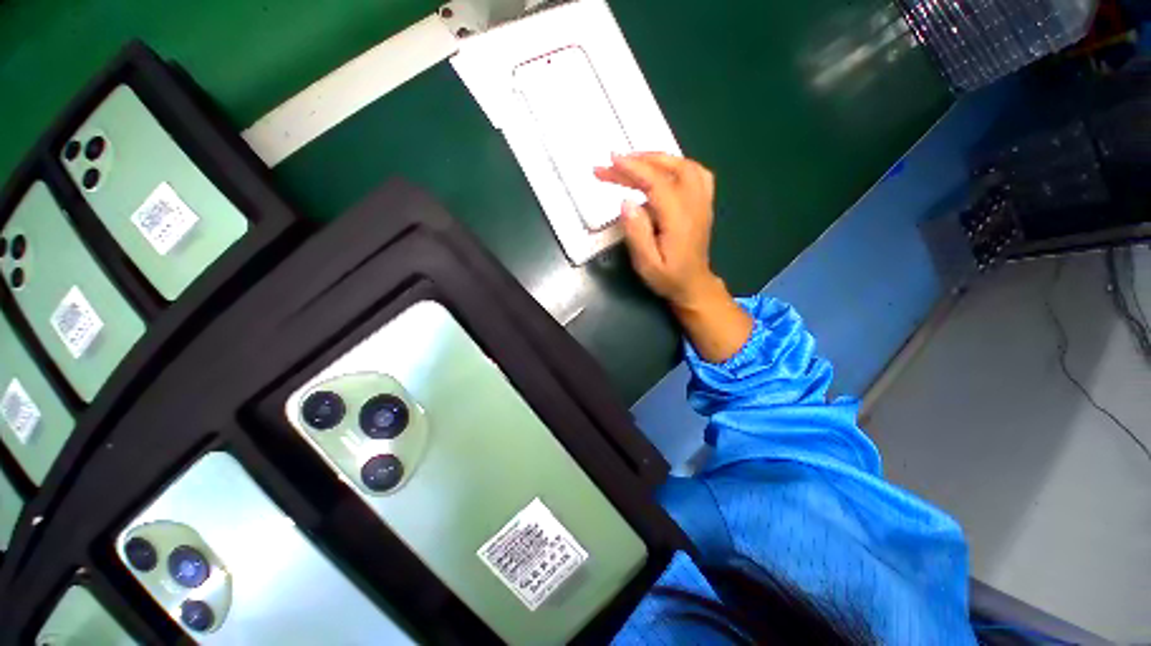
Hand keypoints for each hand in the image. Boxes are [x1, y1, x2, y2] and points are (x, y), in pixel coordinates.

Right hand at [595, 153, 752, 362]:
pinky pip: (696, 172)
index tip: (611, 160)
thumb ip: (637, 234)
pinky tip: (661, 168)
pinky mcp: (703, 202)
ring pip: (684, 165)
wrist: (694, 285)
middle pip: (669, 169)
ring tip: (632, 162)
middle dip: (639, 161)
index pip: (657, 183)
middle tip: (613, 163)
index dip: (633, 169)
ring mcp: (702, 201)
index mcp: (678, 219)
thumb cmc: (668, 278)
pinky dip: (675, 164)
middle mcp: (694, 204)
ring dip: (656, 158)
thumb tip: (626, 202)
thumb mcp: (647, 264)